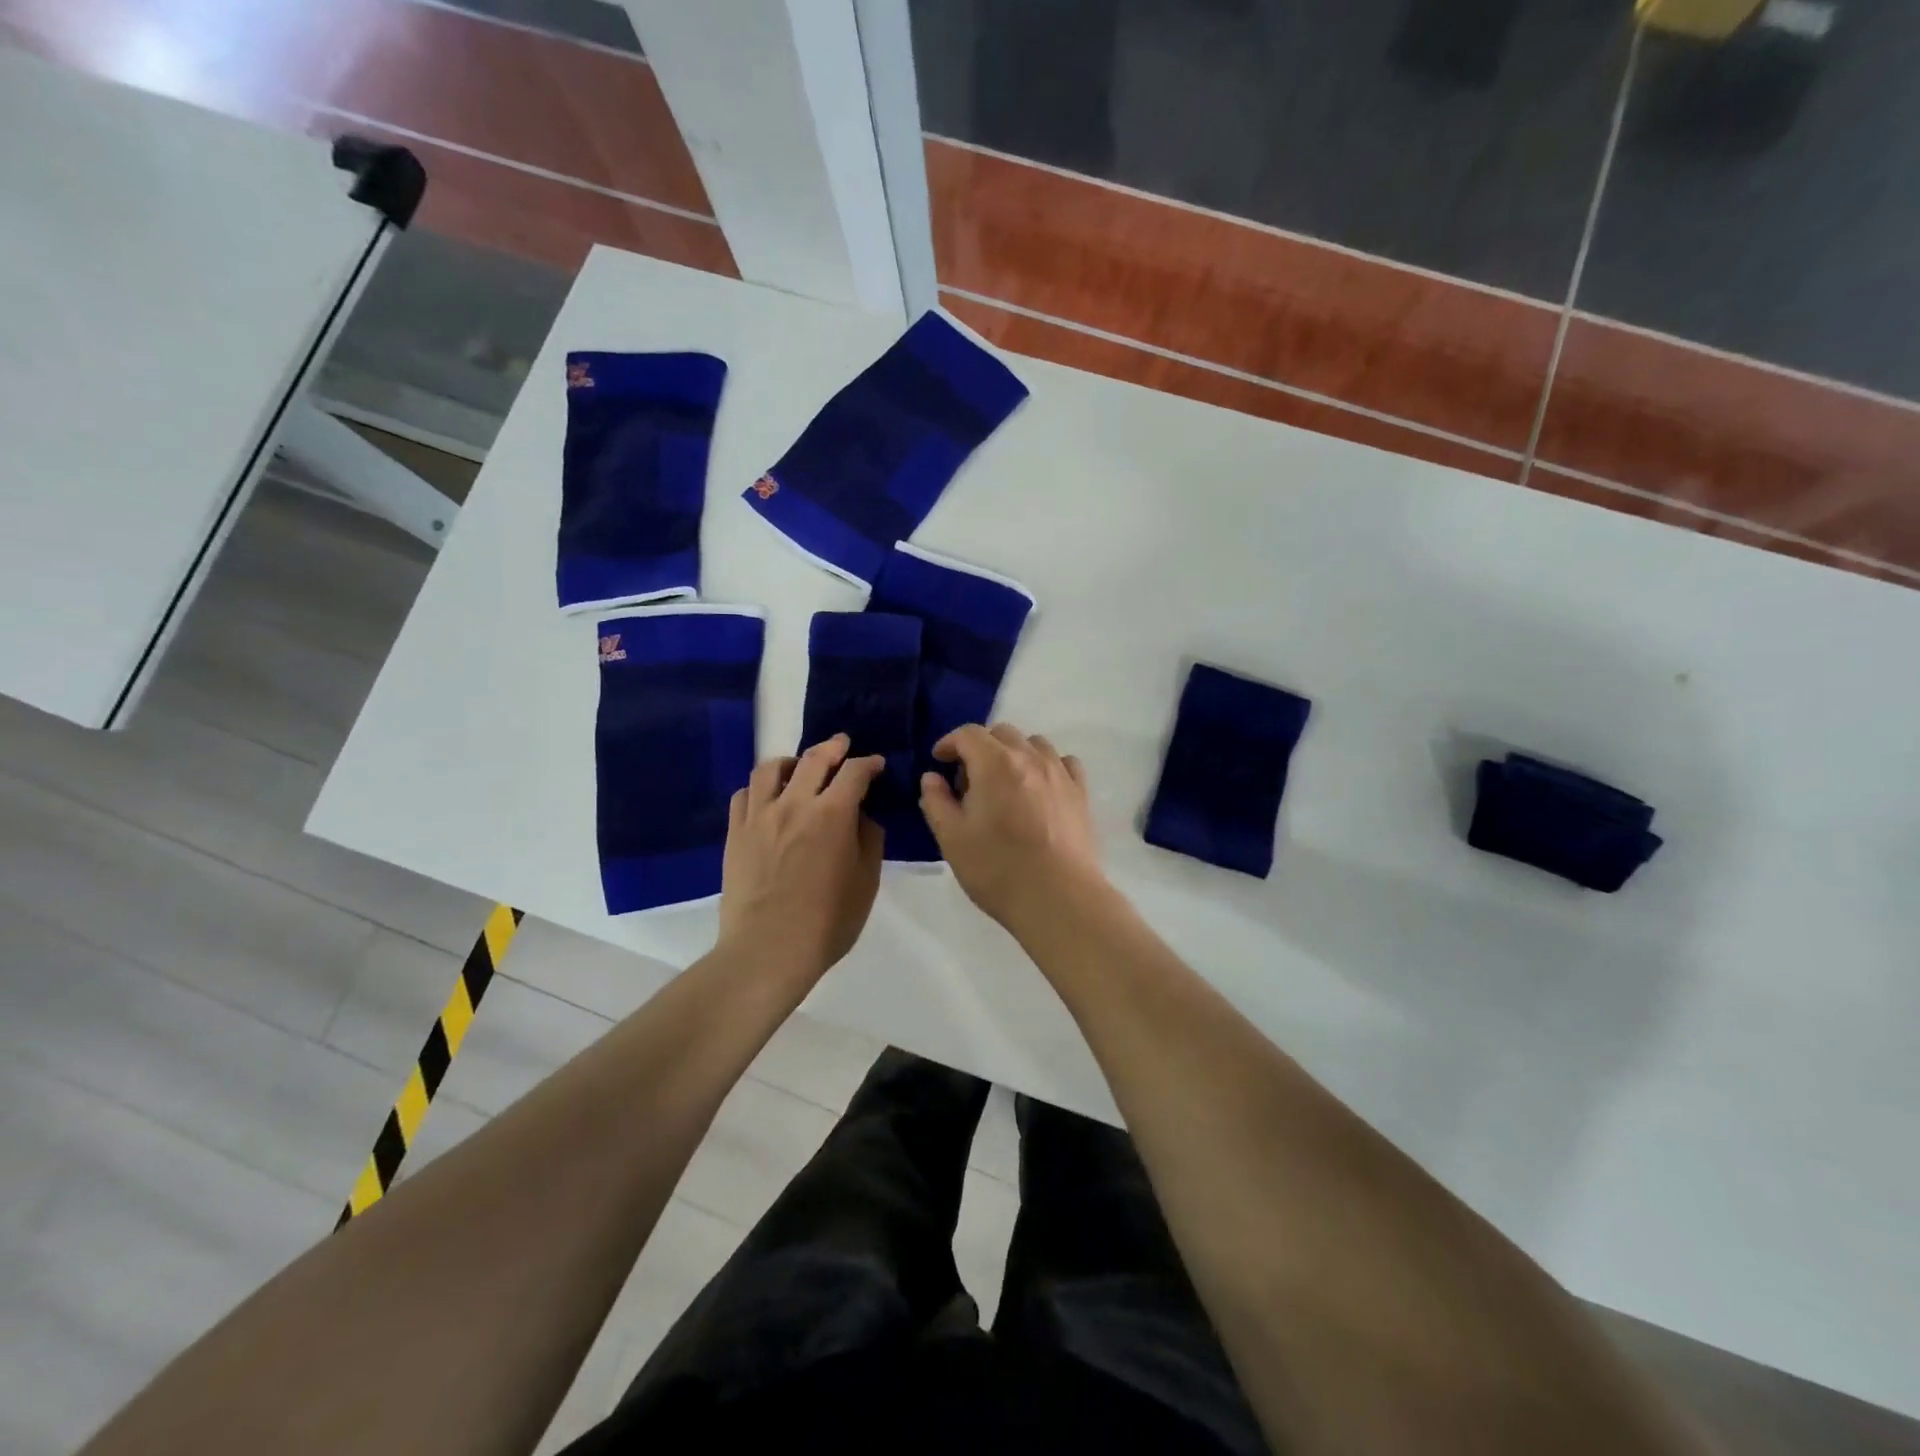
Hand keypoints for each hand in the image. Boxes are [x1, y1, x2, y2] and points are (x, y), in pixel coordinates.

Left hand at [720, 734, 884, 983]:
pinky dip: (760, 788)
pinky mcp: (735, 832)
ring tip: (799, 768)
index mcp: (833, 814)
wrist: (768, 950)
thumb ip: (868, 840)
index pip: (854, 772)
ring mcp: (759, 816)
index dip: (868, 763)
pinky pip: (744, 794)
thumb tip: (862, 816)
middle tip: (842, 746)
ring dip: (791, 761)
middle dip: (833, 747)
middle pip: (814, 758)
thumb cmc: (827, 922)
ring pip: (771, 768)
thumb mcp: (865, 882)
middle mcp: (795, 804)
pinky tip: (768, 799)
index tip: (875, 765)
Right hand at [918, 723, 1104, 931]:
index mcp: (994, 763)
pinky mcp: (1081, 793)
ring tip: (1005, 784)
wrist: (1058, 898)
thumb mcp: (952, 839)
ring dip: (1014, 753)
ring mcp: (1060, 773)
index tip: (939, 762)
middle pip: (1002, 733)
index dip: (949, 743)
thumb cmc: (997, 869)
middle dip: (980, 747)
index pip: (968, 734)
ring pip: (1035, 743)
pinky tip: (1040, 788)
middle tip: (969, 780)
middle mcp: (1030, 758)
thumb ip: (936, 802)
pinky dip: (1047, 765)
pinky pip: (1064, 762)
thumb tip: (932, 778)